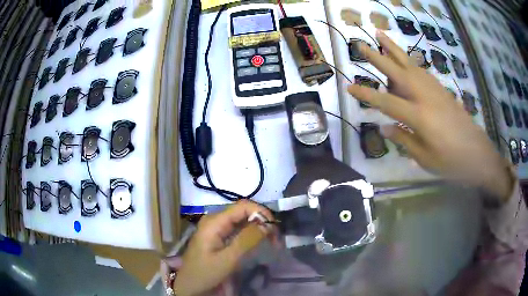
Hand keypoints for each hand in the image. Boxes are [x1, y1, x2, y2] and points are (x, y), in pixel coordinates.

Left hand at [173, 200, 275, 295]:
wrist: (189, 284)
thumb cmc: (205, 273)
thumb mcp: (227, 259)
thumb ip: (246, 240)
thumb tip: (267, 225)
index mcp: (215, 221)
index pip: (243, 206)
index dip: (261, 212)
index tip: (274, 229)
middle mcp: (215, 219)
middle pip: (243, 211)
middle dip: (262, 221)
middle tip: (275, 238)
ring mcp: (216, 227)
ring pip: (242, 220)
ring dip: (258, 227)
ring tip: (271, 241)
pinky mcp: (218, 235)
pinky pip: (237, 228)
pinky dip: (250, 233)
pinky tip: (258, 242)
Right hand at [347, 31, 513, 201]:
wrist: (479, 155)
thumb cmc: (452, 162)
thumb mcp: (426, 159)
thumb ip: (405, 140)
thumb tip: (385, 128)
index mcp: (420, 117)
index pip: (386, 102)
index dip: (367, 94)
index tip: (349, 87)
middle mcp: (426, 97)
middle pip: (397, 71)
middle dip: (377, 57)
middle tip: (360, 44)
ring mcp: (436, 90)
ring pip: (411, 64)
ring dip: (393, 49)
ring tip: (381, 36)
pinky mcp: (443, 90)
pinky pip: (423, 71)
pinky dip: (411, 61)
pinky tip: (405, 59)